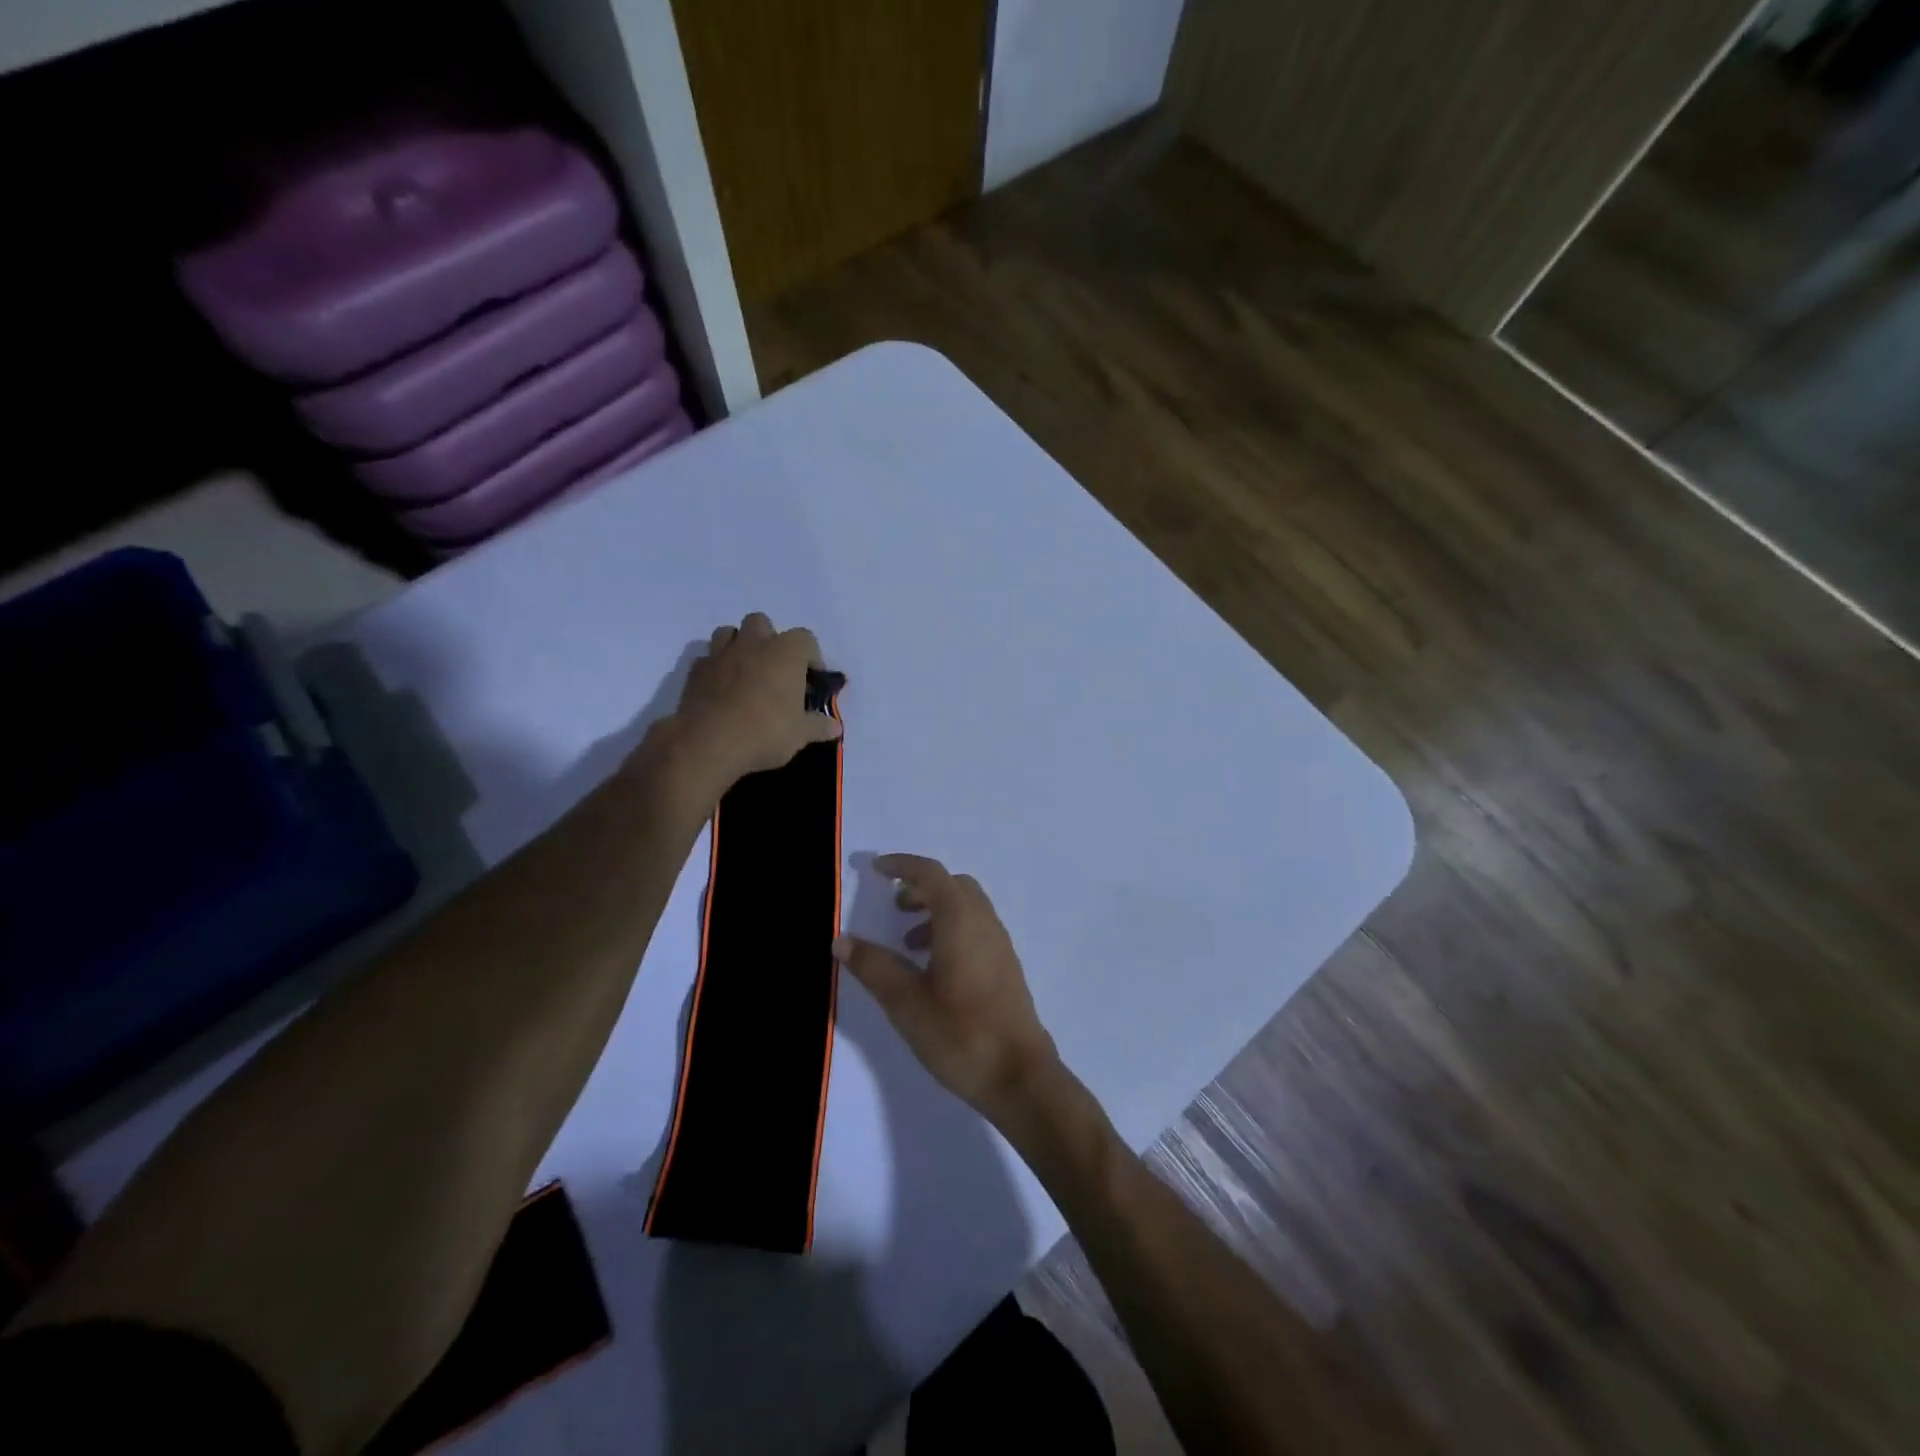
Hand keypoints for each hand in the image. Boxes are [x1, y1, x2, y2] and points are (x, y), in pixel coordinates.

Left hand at [652, 613, 840, 800]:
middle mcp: (753, 643)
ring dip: (738, 646)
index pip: (806, 639)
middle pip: (762, 623)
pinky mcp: (695, 671)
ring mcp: (720, 654)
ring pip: (728, 632)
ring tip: (746, 672)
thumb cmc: (765, 732)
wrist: (708, 743)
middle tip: (775, 669)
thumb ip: (818, 726)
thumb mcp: (800, 734)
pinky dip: (716, 668)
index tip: (812, 680)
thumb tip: (834, 726)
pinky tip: (721, 690)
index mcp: (786, 652)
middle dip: (769, 640)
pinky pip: (707, 659)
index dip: (811, 657)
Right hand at [834, 855, 1061, 1128]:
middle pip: (953, 885)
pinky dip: (952, 930)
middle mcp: (985, 923)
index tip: (876, 868)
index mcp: (961, 921)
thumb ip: (874, 966)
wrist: (1020, 1077)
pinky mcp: (1006, 967)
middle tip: (893, 907)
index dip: (902, 865)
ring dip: (936, 911)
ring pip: (967, 908)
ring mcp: (1000, 945)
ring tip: (908, 943)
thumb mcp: (906, 1002)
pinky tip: (934, 969)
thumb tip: (841, 939)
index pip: (931, 874)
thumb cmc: (960, 1034)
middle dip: (921, 887)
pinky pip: (977, 929)